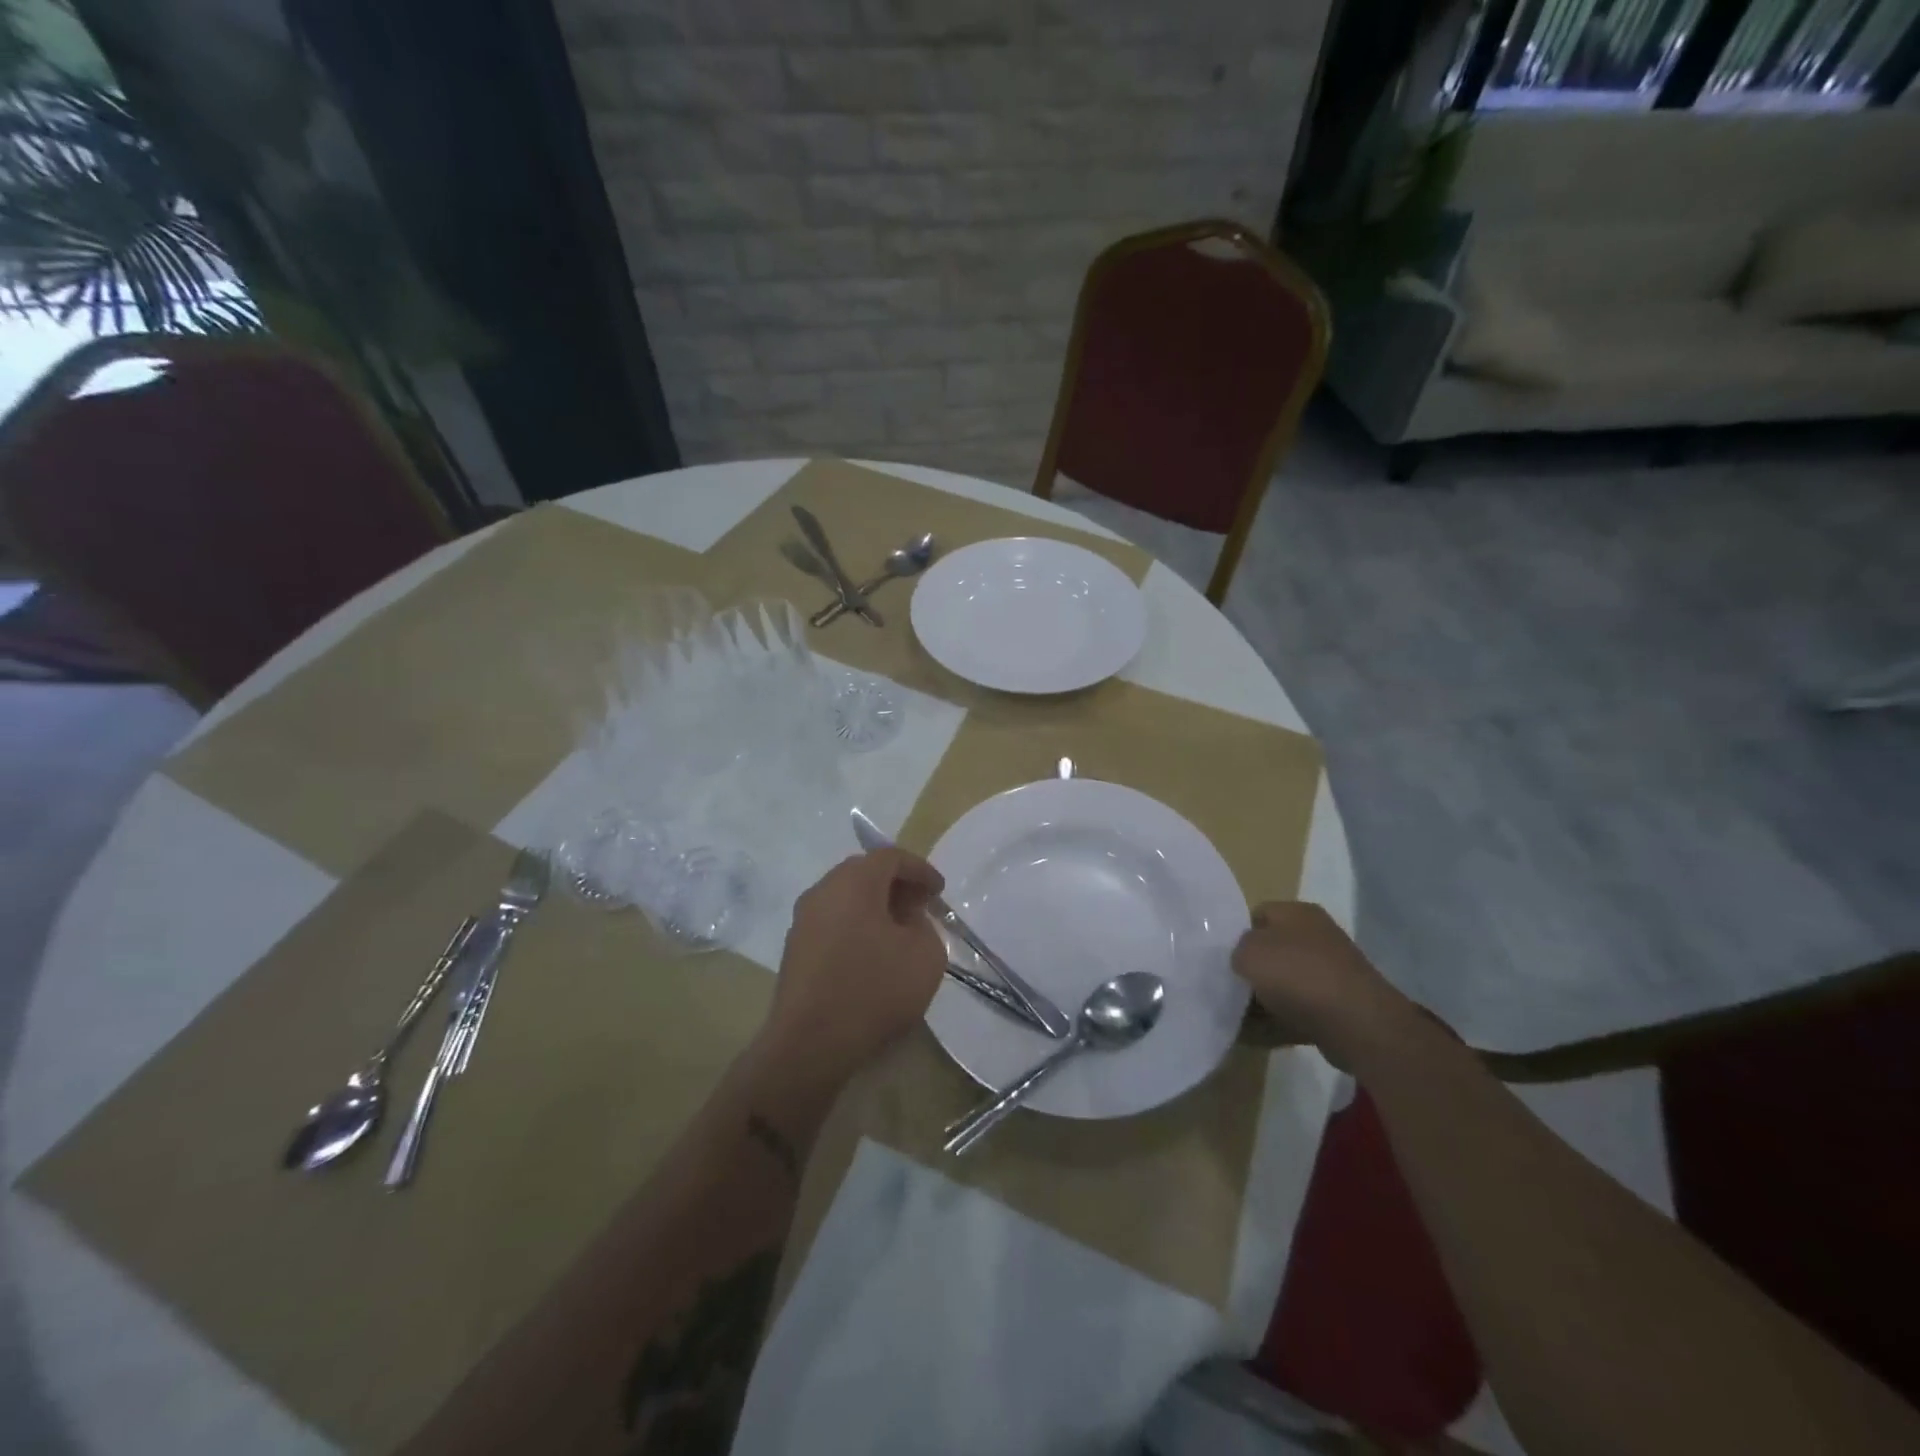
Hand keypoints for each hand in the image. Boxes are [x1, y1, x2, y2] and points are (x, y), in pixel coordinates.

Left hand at [763, 848, 947, 1086]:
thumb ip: (924, 925)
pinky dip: (855, 926)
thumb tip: (906, 920)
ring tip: (898, 933)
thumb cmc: (873, 990)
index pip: (890, 857)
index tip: (938, 892)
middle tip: (919, 907)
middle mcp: (822, 891)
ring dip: (874, 906)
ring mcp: (803, 920)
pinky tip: (871, 955)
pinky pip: (832, 922)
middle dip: (895, 885)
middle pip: (863, 872)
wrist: (809, 1044)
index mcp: (853, 882)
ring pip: (845, 898)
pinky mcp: (794, 949)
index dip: (919, 869)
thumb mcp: (925, 955)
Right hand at [1232, 902, 1413, 1069]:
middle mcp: (1317, 936)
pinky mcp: (1338, 1005)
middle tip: (1229, 986)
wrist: (1357, 1023)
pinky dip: (1281, 1020)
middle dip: (1252, 969)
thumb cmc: (1297, 975)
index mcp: (1298, 913)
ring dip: (1264, 998)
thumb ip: (1236, 950)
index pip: (1258, 914)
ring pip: (1285, 982)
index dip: (1237, 933)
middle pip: (1273, 950)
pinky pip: (1300, 1009)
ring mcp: (1331, 972)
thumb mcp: (1249, 952)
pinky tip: (1259, 1034)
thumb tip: (1244, 960)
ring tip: (1239, 1015)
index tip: (1223, 957)